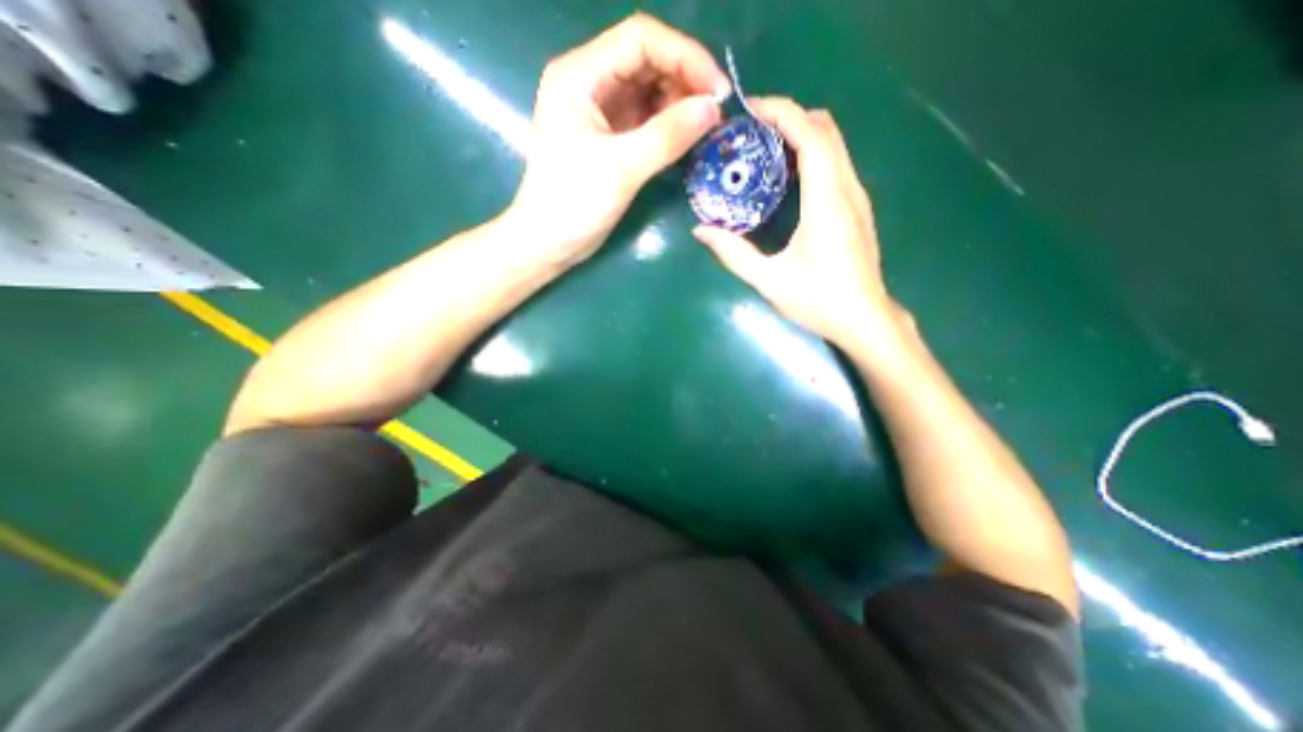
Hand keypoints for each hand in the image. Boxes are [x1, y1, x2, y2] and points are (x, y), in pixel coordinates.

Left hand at [508, 13, 730, 264]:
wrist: (549, 242)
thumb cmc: (573, 204)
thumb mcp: (621, 168)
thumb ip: (667, 136)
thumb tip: (713, 109)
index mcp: (581, 76)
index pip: (641, 40)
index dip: (686, 57)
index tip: (717, 92)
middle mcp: (590, 83)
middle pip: (647, 60)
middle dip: (685, 80)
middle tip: (714, 113)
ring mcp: (600, 111)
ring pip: (649, 89)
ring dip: (680, 103)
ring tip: (704, 128)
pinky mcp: (609, 137)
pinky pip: (646, 118)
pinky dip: (669, 124)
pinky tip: (686, 138)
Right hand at [696, 98, 908, 354]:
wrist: (864, 319)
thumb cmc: (818, 300)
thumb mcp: (769, 280)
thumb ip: (733, 253)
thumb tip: (701, 230)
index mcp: (827, 201)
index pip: (811, 135)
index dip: (782, 113)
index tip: (750, 109)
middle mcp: (847, 188)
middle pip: (825, 129)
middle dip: (789, 117)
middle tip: (750, 130)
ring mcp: (857, 196)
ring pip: (834, 144)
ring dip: (800, 134)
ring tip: (763, 147)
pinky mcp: (857, 207)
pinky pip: (836, 163)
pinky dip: (811, 153)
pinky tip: (786, 175)